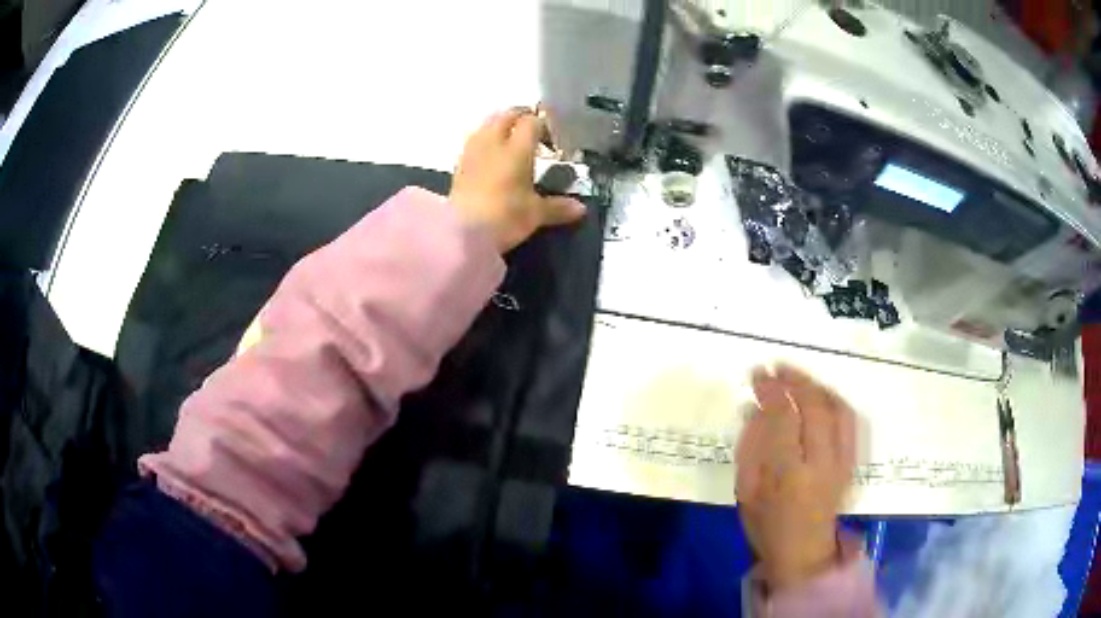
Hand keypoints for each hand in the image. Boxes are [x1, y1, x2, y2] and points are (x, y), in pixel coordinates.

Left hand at [450, 107, 585, 252]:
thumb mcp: (535, 214)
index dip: (542, 124)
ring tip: (508, 136)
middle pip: (505, 116)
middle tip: (530, 126)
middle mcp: (493, 144)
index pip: (531, 123)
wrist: (463, 233)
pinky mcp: (458, 166)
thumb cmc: (505, 217)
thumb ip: (558, 207)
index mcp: (517, 150)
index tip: (551, 135)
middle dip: (519, 116)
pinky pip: (473, 142)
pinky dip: (483, 140)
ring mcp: (472, 153)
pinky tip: (488, 154)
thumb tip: (580, 208)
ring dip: (498, 124)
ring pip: (485, 125)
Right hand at [736, 364, 856, 591]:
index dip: (771, 390)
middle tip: (776, 368)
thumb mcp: (746, 491)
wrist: (805, 553)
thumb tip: (752, 407)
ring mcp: (842, 461)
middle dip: (795, 380)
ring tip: (797, 378)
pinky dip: (835, 400)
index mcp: (788, 473)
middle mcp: (821, 462)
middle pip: (815, 406)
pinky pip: (850, 420)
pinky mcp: (853, 461)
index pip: (783, 417)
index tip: (757, 375)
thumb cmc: (767, 526)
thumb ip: (750, 447)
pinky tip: (820, 396)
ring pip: (837, 408)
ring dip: (817, 386)